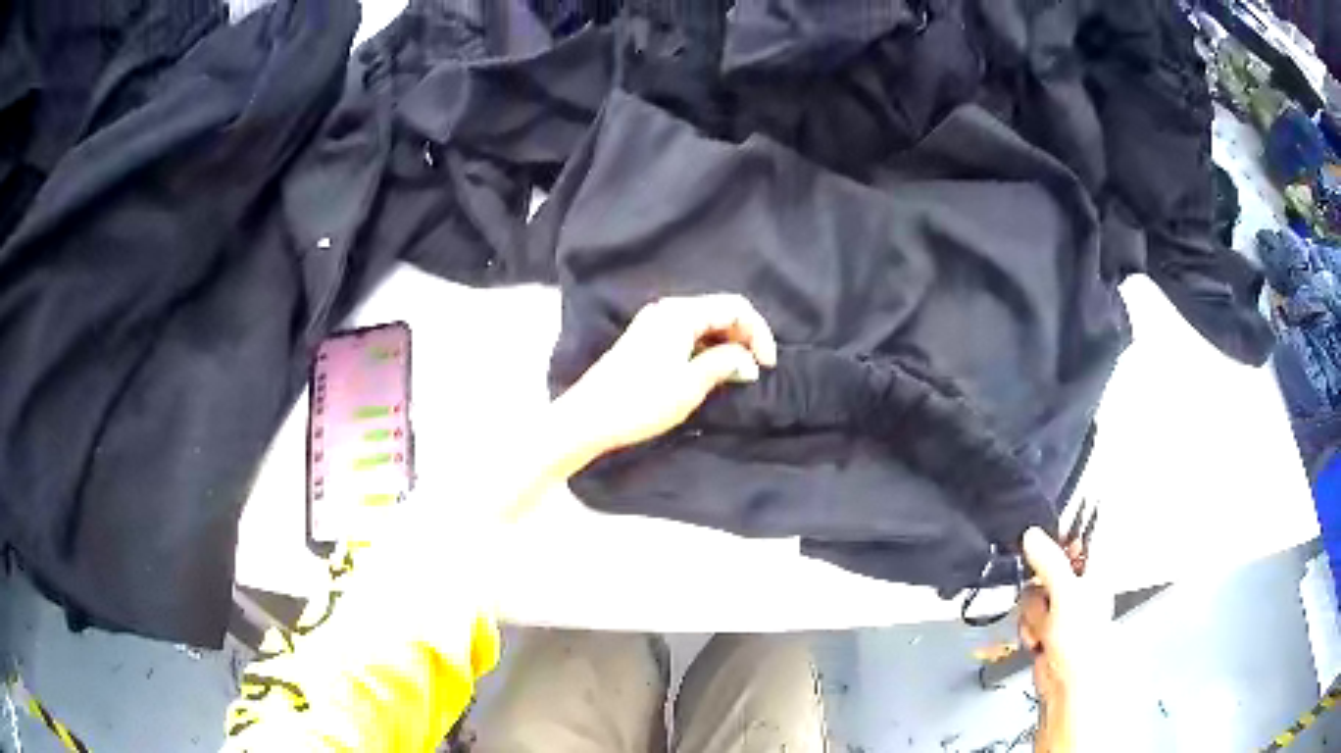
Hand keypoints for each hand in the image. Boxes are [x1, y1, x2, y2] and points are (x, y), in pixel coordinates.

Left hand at [555, 294, 777, 459]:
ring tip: (737, 375)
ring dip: (726, 345)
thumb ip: (724, 364)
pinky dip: (707, 349)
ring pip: (704, 324)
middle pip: (719, 312)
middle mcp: (667, 310)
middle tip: (755, 371)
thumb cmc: (641, 401)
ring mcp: (654, 324)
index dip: (759, 332)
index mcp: (680, 313)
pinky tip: (711, 372)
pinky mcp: (646, 340)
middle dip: (744, 338)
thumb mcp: (690, 385)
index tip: (768, 365)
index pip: (735, 307)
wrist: (588, 418)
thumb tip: (747, 361)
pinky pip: (688, 335)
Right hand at [1018, 527, 1109, 751]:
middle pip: (1047, 564)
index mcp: (1095, 566)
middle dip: (1040, 583)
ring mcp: (1061, 606)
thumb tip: (1031, 534)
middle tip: (1046, 596)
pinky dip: (1028, 627)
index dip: (1058, 534)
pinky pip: (1026, 615)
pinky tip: (1038, 638)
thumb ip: (1048, 561)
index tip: (1040, 540)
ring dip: (1033, 612)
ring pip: (1033, 592)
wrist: (1068, 683)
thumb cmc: (1083, 637)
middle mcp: (1079, 583)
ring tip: (1045, 627)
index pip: (1077, 535)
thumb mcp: (1066, 592)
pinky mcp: (1045, 626)